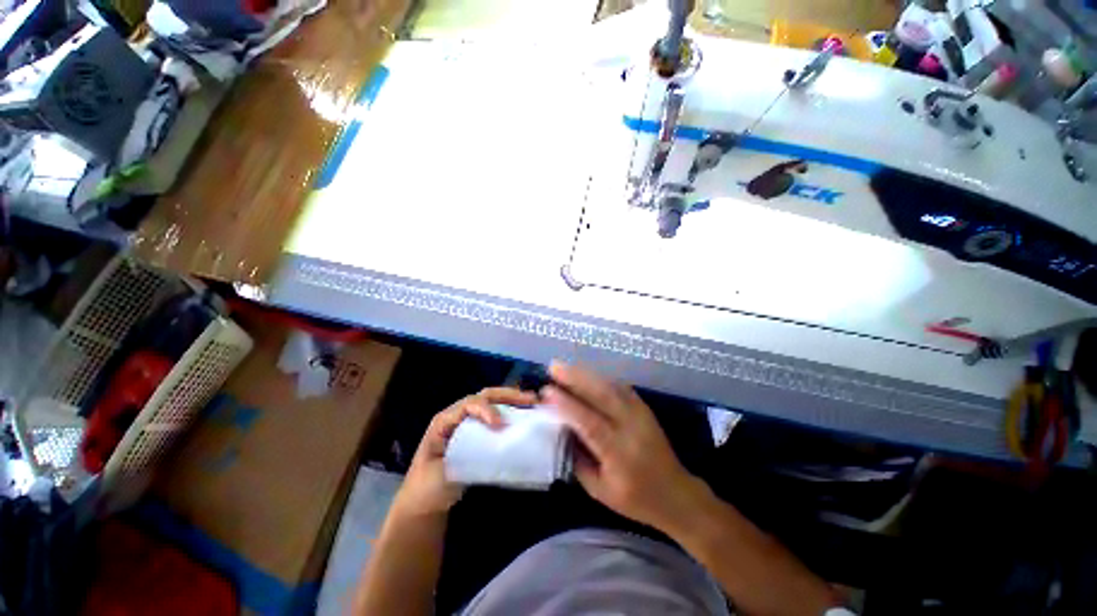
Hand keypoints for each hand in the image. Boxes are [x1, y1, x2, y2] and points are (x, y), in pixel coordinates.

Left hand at [392, 387, 537, 517]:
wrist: (422, 502)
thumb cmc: (427, 489)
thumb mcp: (441, 474)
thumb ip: (464, 457)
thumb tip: (492, 446)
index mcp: (444, 421)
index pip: (468, 405)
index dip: (486, 409)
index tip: (500, 424)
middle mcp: (457, 415)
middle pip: (484, 396)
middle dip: (507, 395)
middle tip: (530, 400)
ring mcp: (468, 422)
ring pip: (491, 402)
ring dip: (512, 400)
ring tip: (532, 403)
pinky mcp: (476, 432)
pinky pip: (495, 414)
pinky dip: (510, 411)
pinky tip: (523, 415)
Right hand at [542, 362, 710, 532]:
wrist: (676, 495)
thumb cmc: (635, 499)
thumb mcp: (599, 490)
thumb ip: (578, 459)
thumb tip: (560, 429)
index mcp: (619, 453)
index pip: (589, 422)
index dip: (567, 404)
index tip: (547, 391)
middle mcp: (631, 427)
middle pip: (602, 395)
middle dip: (575, 377)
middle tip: (553, 367)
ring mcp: (640, 413)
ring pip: (610, 386)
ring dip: (586, 373)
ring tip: (564, 366)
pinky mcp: (644, 408)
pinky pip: (620, 386)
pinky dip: (600, 377)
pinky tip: (587, 373)